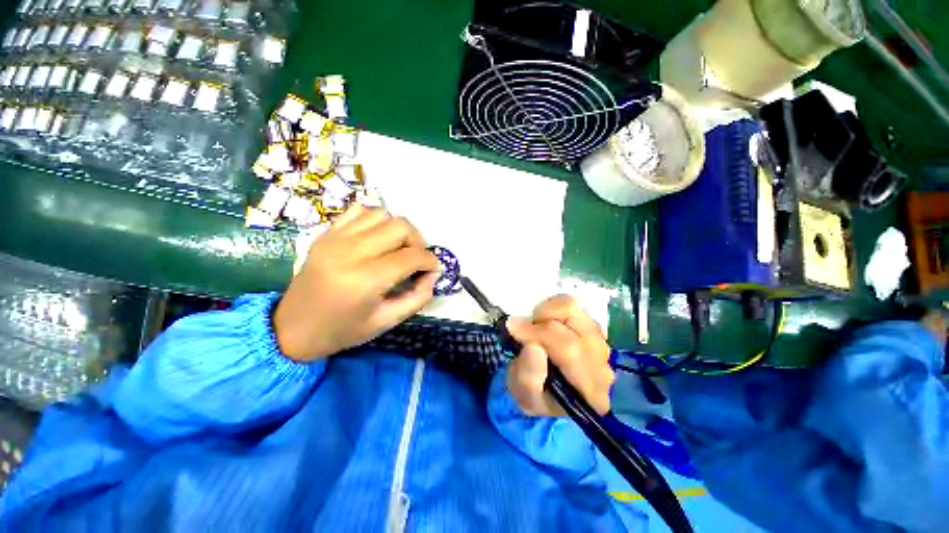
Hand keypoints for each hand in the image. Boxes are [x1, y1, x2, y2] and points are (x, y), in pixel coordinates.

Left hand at [273, 206, 438, 361]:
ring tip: (398, 248)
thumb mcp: (387, 322)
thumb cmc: (342, 331)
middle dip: (418, 241)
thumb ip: (418, 297)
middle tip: (417, 259)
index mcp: (365, 280)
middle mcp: (350, 252)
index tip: (434, 269)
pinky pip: (358, 211)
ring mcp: (335, 239)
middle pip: (400, 227)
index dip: (430, 261)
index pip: (411, 256)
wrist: (291, 329)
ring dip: (398, 229)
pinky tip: (377, 238)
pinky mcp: (326, 234)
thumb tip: (433, 275)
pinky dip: (375, 220)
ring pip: (382, 214)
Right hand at [505, 295, 613, 415]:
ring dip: (547, 312)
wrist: (551, 391)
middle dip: (541, 321)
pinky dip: (552, 308)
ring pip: (573, 309)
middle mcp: (602, 363)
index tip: (512, 328)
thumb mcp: (525, 396)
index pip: (568, 349)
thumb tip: (533, 345)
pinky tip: (545, 322)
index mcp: (590, 389)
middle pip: (573, 324)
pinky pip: (571, 305)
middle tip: (523, 329)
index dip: (537, 333)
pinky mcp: (593, 326)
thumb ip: (528, 376)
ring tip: (535, 326)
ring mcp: (600, 341)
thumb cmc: (537, 395)